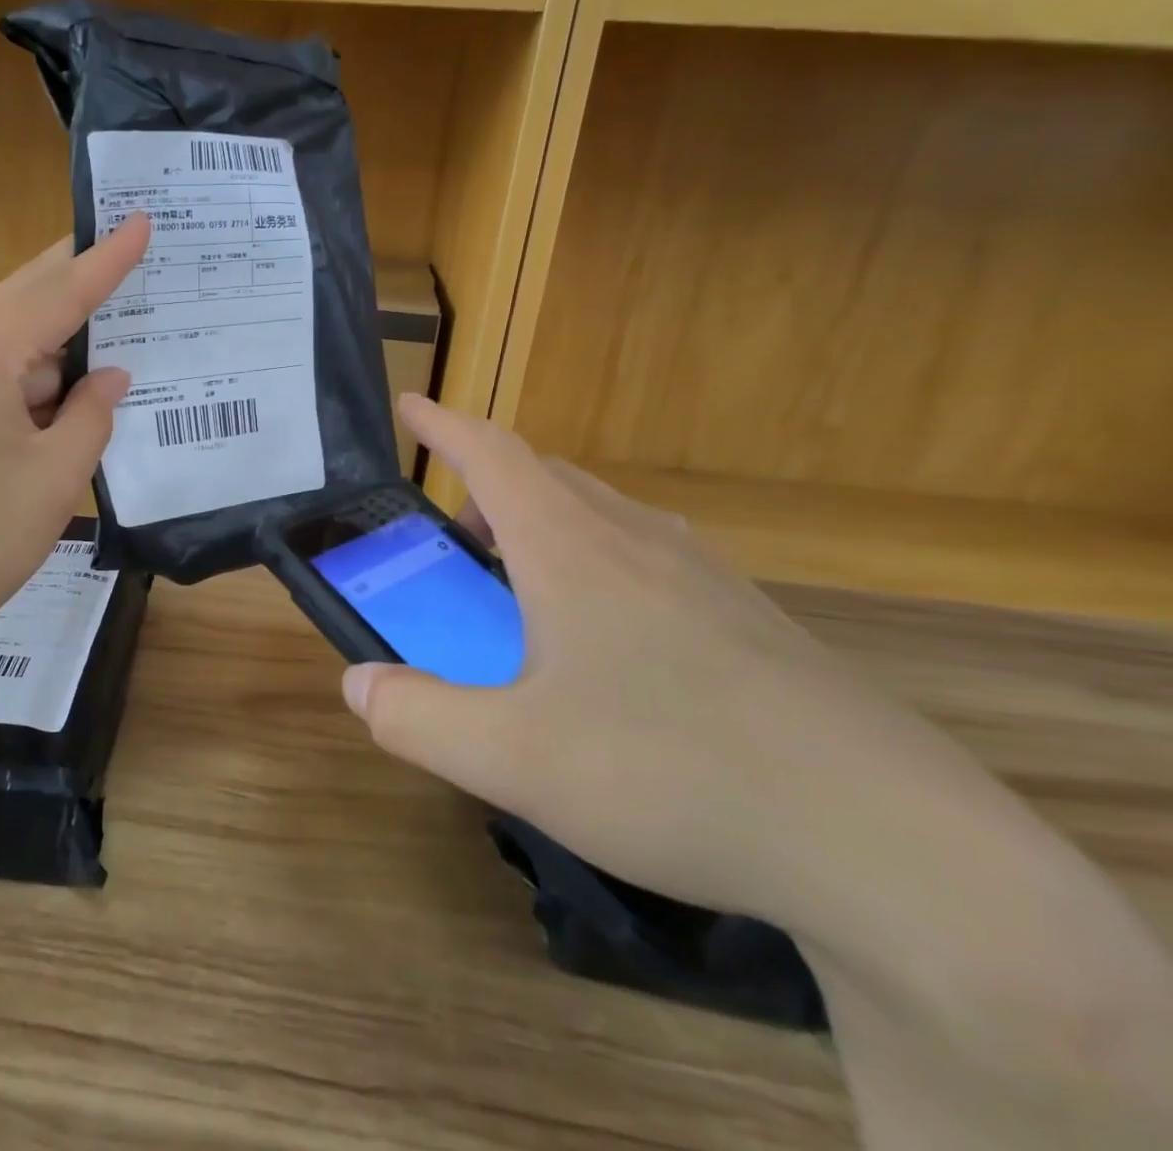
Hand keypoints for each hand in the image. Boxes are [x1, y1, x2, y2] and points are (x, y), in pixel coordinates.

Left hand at [0, 215, 149, 677]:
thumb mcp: (56, 475)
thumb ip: (92, 412)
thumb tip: (111, 375)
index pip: (57, 293)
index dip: (106, 260)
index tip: (140, 219)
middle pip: (24, 296)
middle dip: (80, 282)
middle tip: (135, 258)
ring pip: (7, 331)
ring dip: (58, 335)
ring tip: (117, 332)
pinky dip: (30, 368)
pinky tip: (67, 382)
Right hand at [343, 394, 952, 923]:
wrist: (888, 842)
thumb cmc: (671, 774)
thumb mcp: (512, 758)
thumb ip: (417, 717)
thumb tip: (357, 684)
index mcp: (572, 549)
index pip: (493, 455)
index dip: (443, 425)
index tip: (410, 405)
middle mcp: (639, 540)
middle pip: (548, 477)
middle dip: (488, 485)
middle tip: (456, 532)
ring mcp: (706, 577)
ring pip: (604, 515)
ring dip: (545, 525)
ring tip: (521, 583)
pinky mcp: (752, 620)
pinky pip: (652, 558)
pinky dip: (600, 564)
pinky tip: (610, 640)